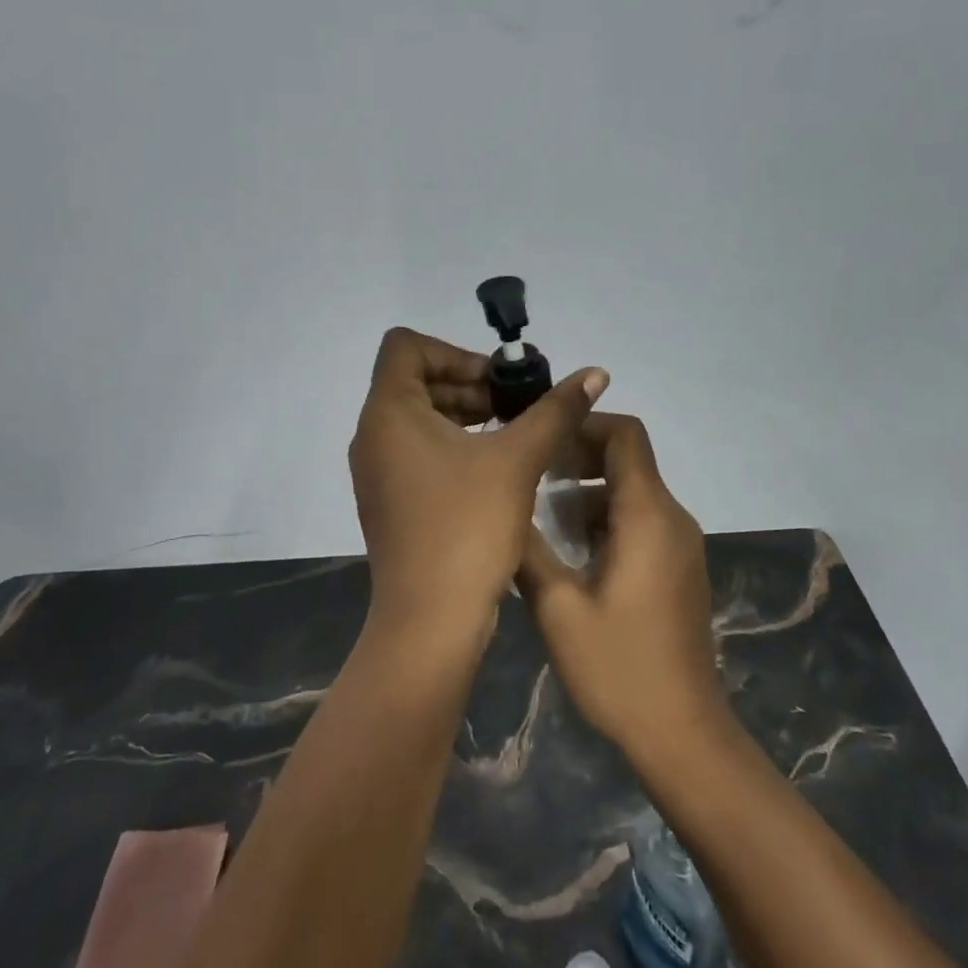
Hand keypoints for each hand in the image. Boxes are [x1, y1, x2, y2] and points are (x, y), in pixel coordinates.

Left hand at [348, 328, 608, 643]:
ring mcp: (377, 471)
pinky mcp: (389, 500)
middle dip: (469, 384)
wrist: (430, 621)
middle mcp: (372, 435)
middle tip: (517, 407)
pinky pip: (417, 451)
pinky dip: (453, 445)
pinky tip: (495, 469)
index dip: (455, 351)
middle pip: (415, 380)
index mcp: (388, 412)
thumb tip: (596, 373)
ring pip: (418, 418)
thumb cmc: (467, 527)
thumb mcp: (518, 460)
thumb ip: (556, 410)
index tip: (497, 380)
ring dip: (465, 415)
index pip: (405, 346)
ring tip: (514, 436)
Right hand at [517, 414, 727, 758]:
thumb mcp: (558, 607)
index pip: (625, 435)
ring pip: (631, 492)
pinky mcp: (677, 568)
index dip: (584, 423)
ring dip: (587, 492)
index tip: (542, 438)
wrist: (683, 732)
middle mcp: (671, 518)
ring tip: (539, 517)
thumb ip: (528, 549)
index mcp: (647, 515)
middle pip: (628, 459)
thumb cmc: (619, 668)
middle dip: (579, 457)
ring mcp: (679, 544)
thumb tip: (503, 509)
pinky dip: (604, 519)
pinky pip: (640, 521)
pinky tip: (569, 553)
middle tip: (531, 474)